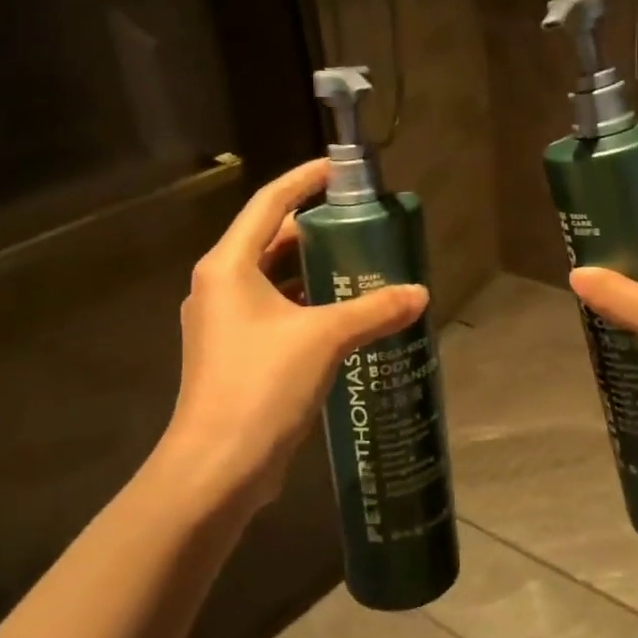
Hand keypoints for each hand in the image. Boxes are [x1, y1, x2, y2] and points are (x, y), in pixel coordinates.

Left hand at [163, 159, 427, 509]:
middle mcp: (220, 286)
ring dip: (314, 272)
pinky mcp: (236, 354)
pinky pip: (277, 313)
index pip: (270, 203)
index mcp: (229, 266)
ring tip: (362, 266)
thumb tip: (420, 294)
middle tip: (364, 225)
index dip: (305, 179)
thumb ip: (374, 310)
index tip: (340, 169)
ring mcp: (225, 323)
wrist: (216, 468)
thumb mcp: (324, 339)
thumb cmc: (261, 385)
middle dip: (317, 231)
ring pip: (275, 280)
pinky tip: (345, 316)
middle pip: (272, 240)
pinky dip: (308, 306)